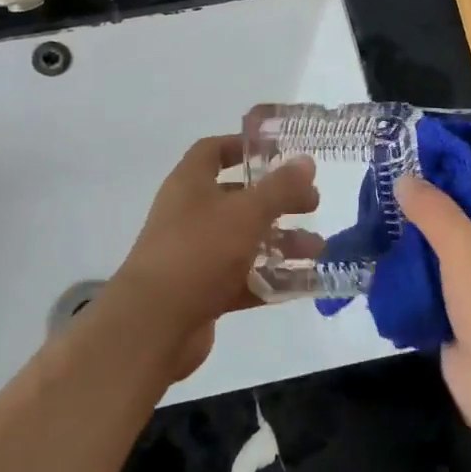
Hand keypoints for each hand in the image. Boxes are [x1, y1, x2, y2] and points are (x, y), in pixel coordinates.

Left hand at [108, 136, 317, 381]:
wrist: (153, 325)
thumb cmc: (199, 251)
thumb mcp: (247, 212)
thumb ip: (280, 187)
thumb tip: (306, 161)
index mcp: (190, 183)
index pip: (213, 150)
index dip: (243, 146)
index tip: (278, 152)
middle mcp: (189, 214)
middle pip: (237, 197)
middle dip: (277, 200)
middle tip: (312, 205)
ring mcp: (194, 254)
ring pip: (243, 241)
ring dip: (280, 243)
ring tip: (317, 250)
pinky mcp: (201, 291)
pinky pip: (242, 278)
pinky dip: (269, 279)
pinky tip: (303, 283)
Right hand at [395, 163, 470, 440]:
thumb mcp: (465, 246)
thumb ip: (434, 209)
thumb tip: (406, 178)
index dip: (463, 159)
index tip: (423, 146)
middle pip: (467, 211)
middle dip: (431, 196)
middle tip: (389, 177)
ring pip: (447, 247)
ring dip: (417, 233)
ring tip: (377, 210)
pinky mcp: (463, 315)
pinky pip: (436, 282)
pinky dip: (412, 270)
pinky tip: (381, 256)